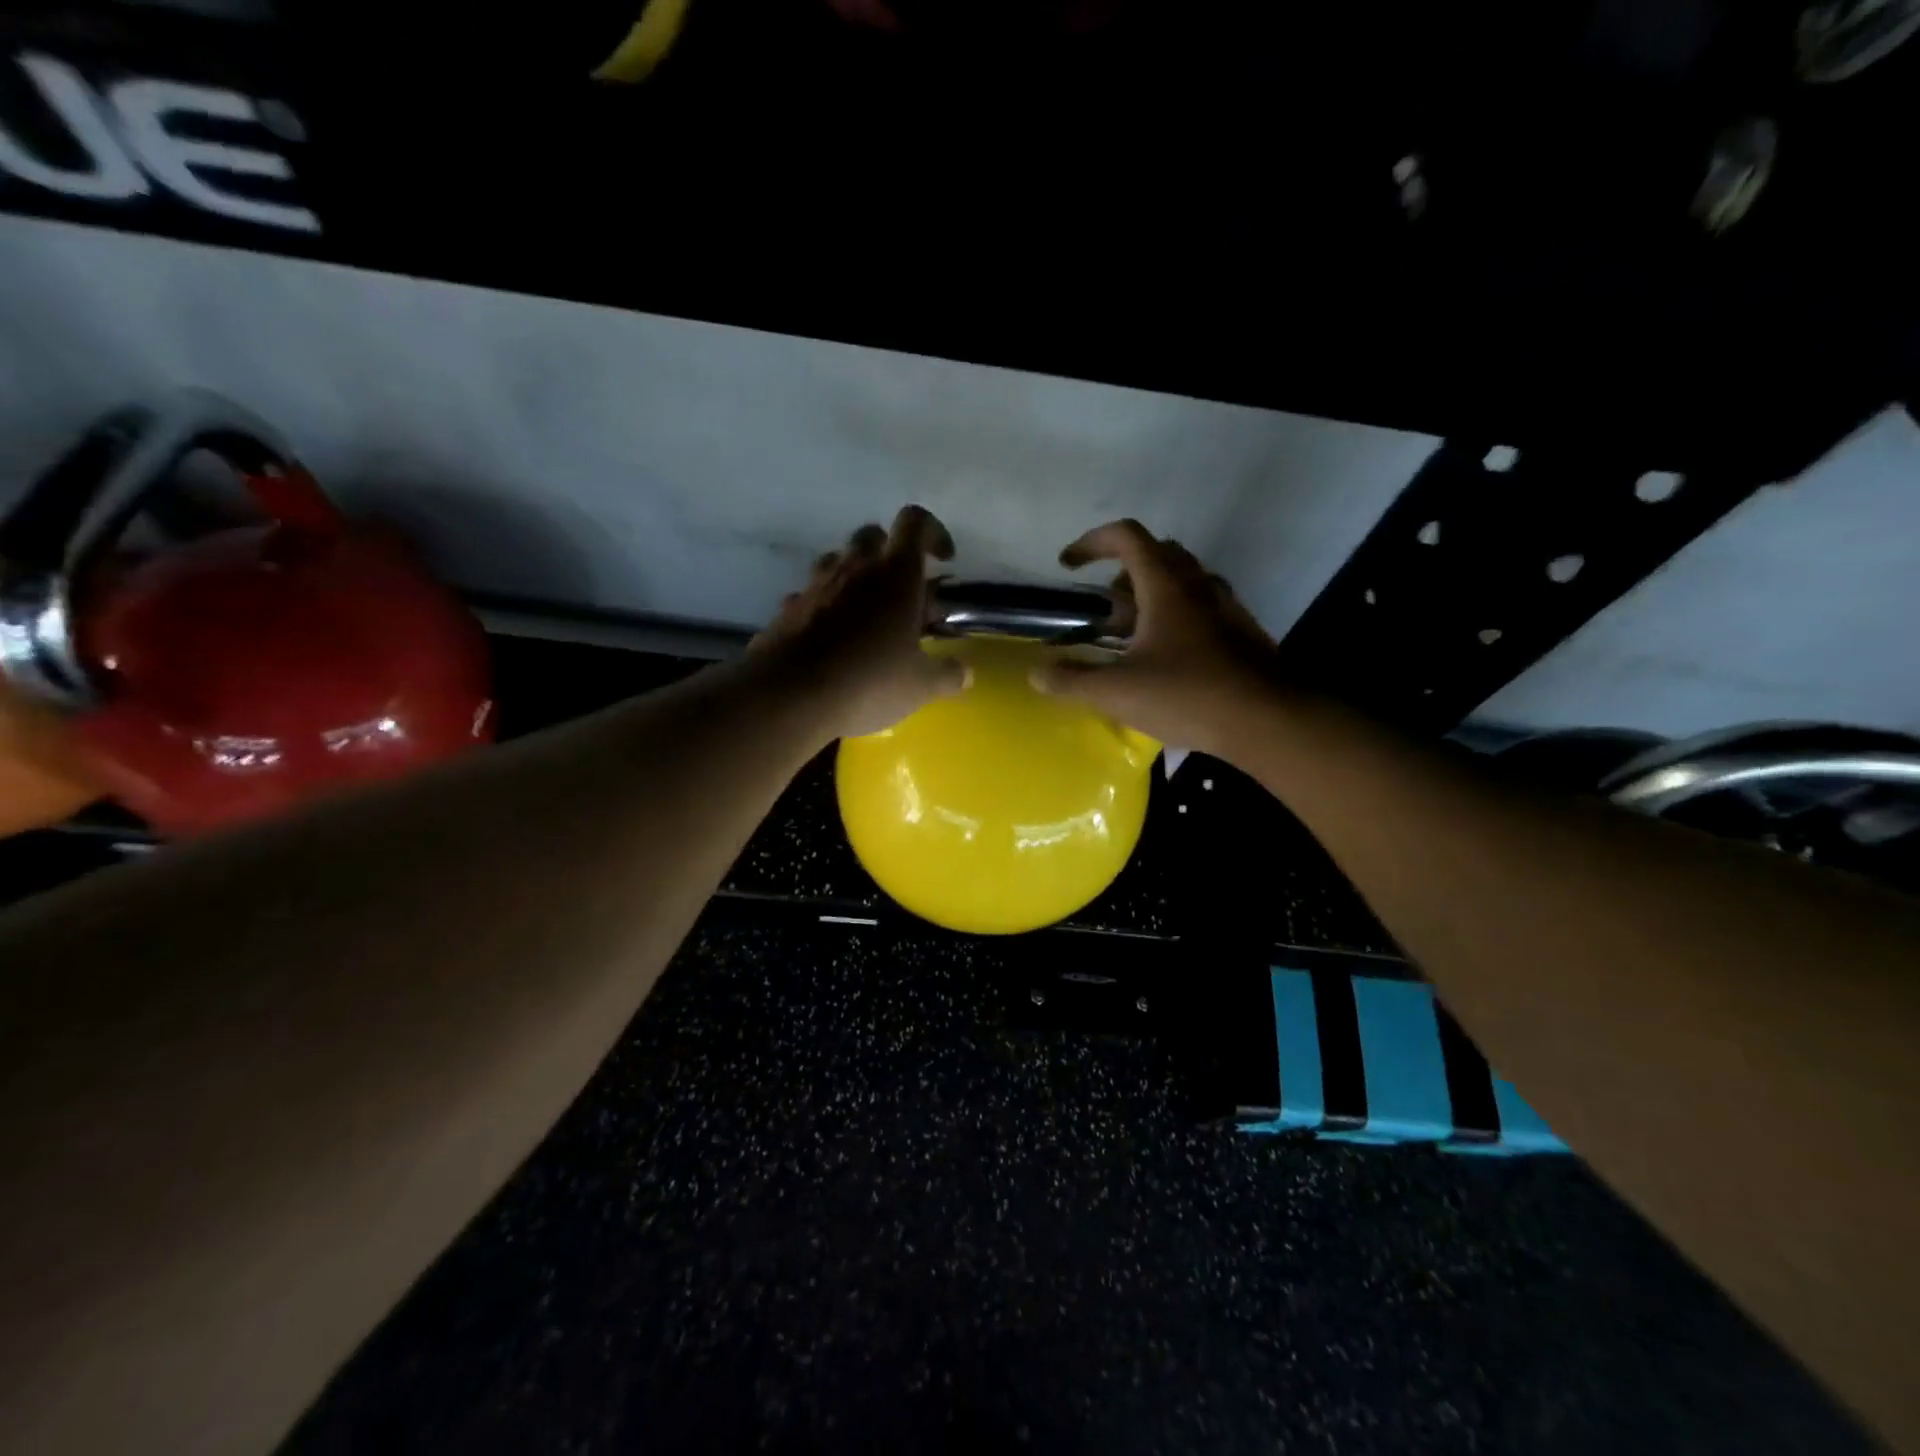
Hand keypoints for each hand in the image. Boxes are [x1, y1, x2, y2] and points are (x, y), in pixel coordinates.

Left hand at [752, 506, 966, 739]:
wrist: (790, 695)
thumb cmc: (869, 680)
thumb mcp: (920, 685)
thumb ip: (947, 674)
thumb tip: (965, 673)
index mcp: (895, 573)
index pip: (915, 523)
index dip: (933, 533)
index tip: (944, 561)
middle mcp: (854, 567)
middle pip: (872, 535)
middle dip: (890, 554)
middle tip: (903, 592)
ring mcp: (815, 585)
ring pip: (837, 560)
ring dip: (855, 577)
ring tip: (868, 615)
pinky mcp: (787, 609)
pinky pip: (811, 595)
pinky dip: (825, 606)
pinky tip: (833, 640)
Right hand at [1033, 519, 1279, 757]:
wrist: (1266, 721)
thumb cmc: (1187, 696)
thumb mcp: (1118, 692)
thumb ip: (1073, 681)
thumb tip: (1038, 674)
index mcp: (1166, 586)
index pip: (1127, 536)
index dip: (1091, 542)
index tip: (1068, 566)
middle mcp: (1198, 585)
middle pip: (1156, 554)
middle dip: (1121, 574)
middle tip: (1104, 611)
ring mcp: (1225, 607)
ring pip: (1181, 581)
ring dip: (1150, 596)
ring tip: (1130, 638)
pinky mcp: (1241, 632)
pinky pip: (1200, 607)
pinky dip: (1175, 617)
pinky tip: (1166, 660)